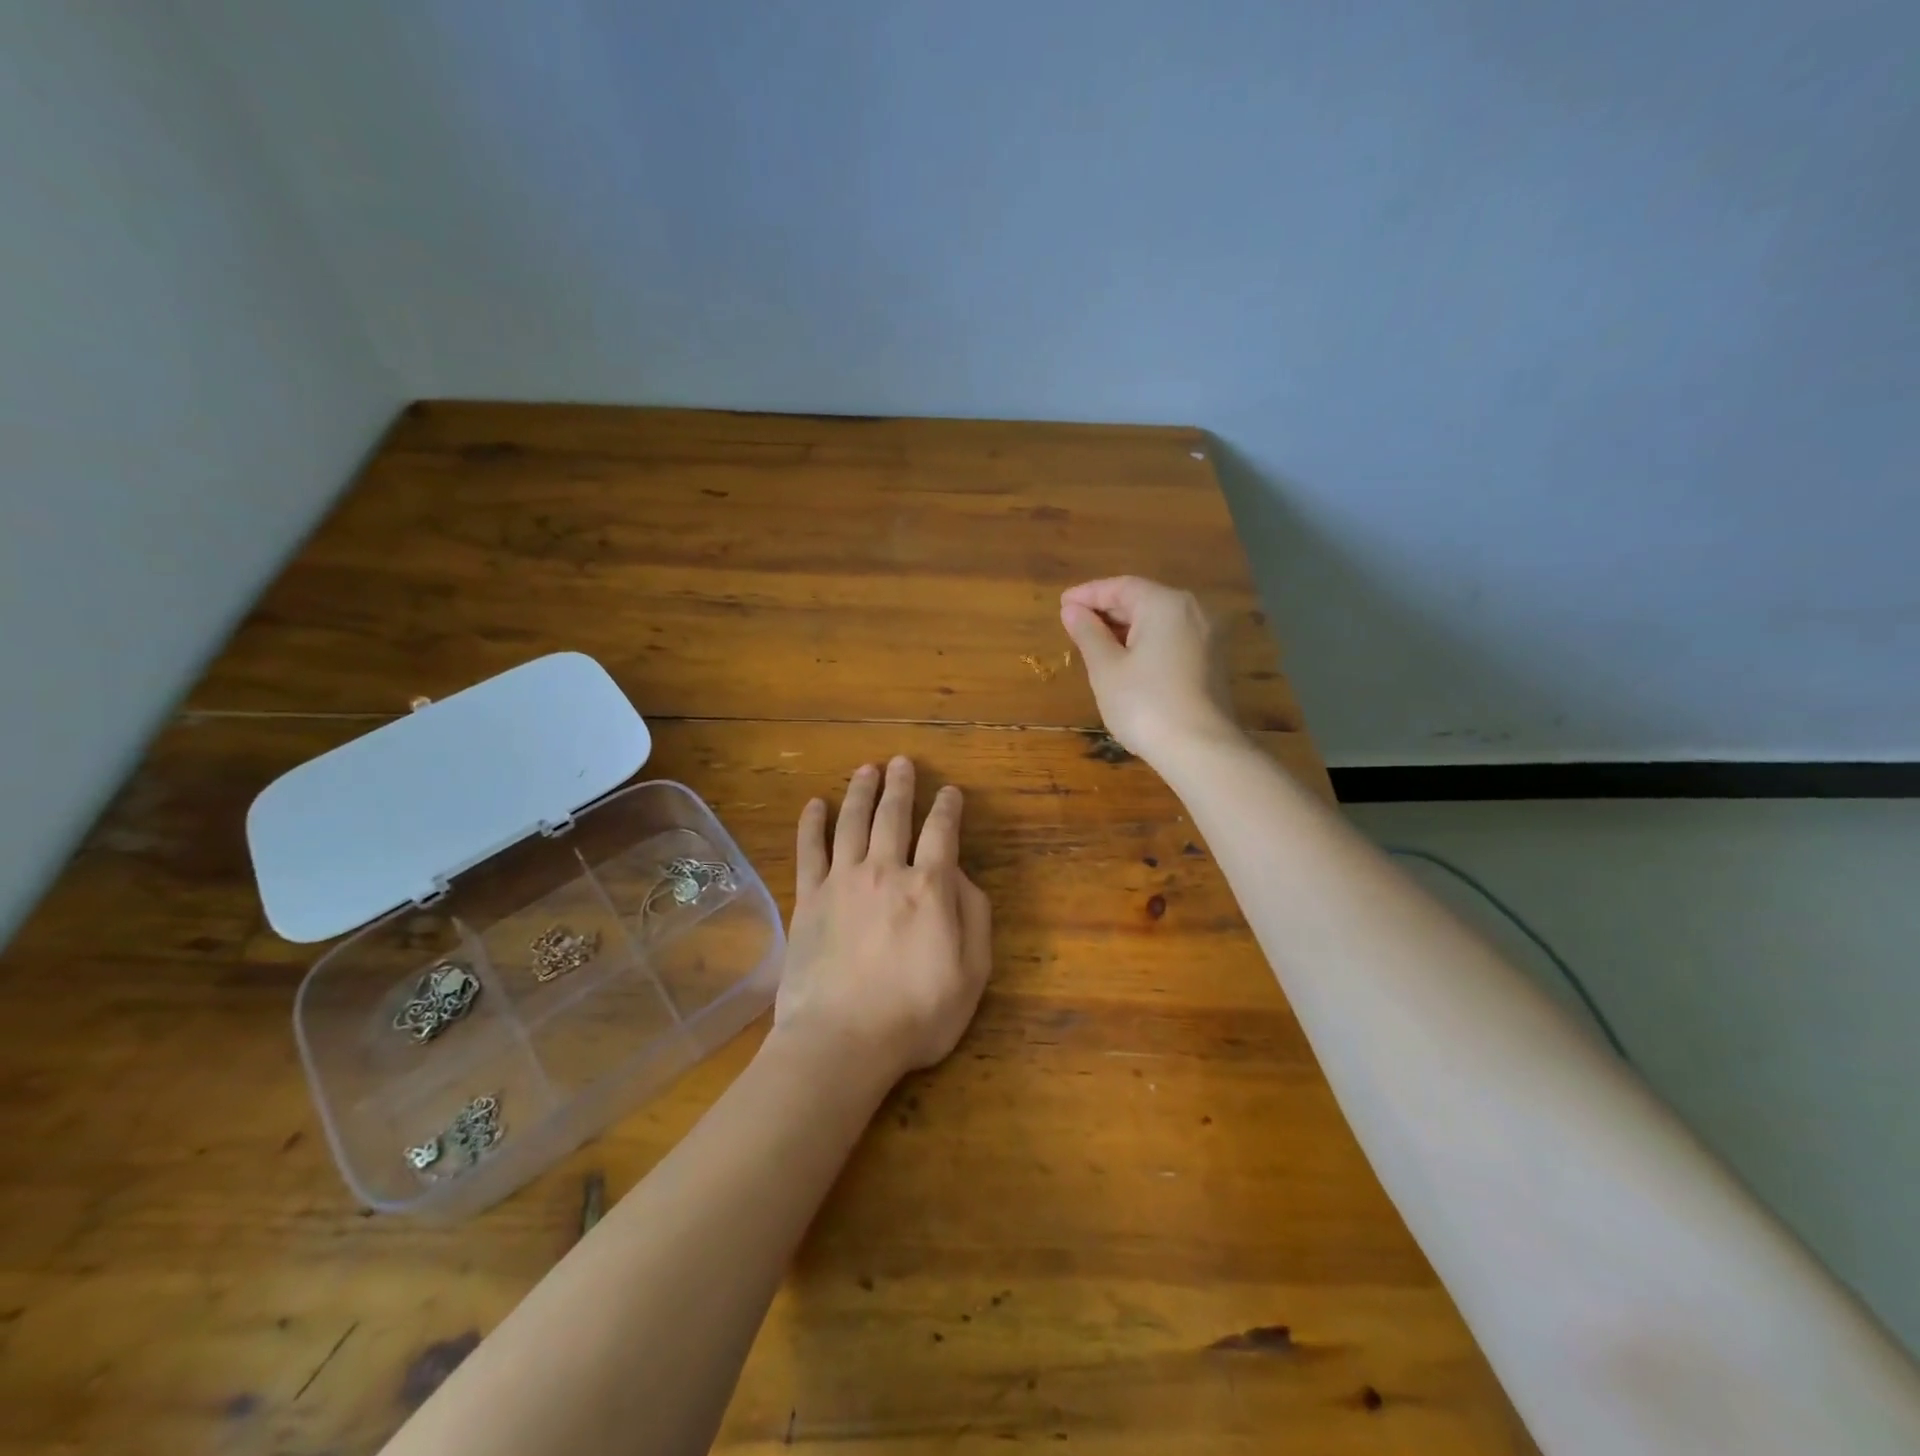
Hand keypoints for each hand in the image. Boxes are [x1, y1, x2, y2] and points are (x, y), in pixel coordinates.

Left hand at [772, 758, 992, 1085]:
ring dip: (861, 792)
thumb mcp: (972, 972)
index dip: (947, 808)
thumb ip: (974, 916)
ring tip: (866, 768)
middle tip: (901, 762)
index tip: (949, 791)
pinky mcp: (809, 899)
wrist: (842, 1040)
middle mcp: (885, 871)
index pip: (942, 833)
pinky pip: (809, 851)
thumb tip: (959, 877)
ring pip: (853, 822)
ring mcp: (842, 881)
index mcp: (928, 887)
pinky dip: (811, 824)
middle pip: (893, 816)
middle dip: (900, 786)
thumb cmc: (916, 1014)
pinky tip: (814, 804)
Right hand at [1060, 576, 1238, 764]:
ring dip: (1125, 628)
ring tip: (1094, 643)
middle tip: (1074, 624)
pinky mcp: (1212, 662)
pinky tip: (1126, 661)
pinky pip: (1172, 640)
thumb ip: (1088, 634)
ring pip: (1158, 621)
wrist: (1200, 750)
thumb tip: (1072, 611)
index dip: (1088, 594)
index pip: (1121, 587)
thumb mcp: (1106, 668)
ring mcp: (1207, 637)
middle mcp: (1193, 611)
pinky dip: (1146, 643)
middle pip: (1143, 600)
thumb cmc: (1145, 704)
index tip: (1062, 604)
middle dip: (1107, 611)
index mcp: (1166, 604)